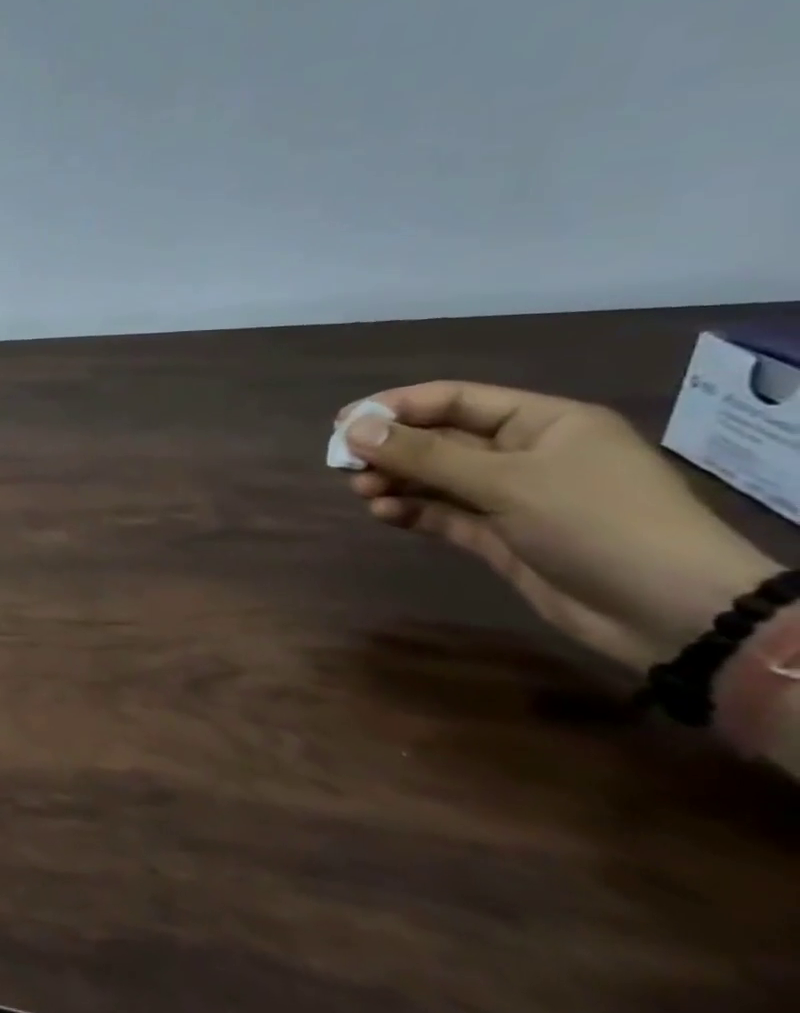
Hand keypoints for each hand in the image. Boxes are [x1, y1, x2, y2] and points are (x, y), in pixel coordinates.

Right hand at [340, 381, 779, 670]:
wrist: (669, 612)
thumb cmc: (596, 523)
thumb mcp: (507, 481)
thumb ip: (425, 455)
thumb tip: (354, 429)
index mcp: (543, 422)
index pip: (454, 400)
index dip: (397, 407)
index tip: (344, 423)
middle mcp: (525, 454)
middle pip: (440, 439)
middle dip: (391, 448)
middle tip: (343, 462)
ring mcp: (513, 497)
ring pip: (437, 478)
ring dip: (396, 480)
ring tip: (362, 490)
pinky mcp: (501, 537)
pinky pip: (444, 514)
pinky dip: (413, 511)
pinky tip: (385, 513)